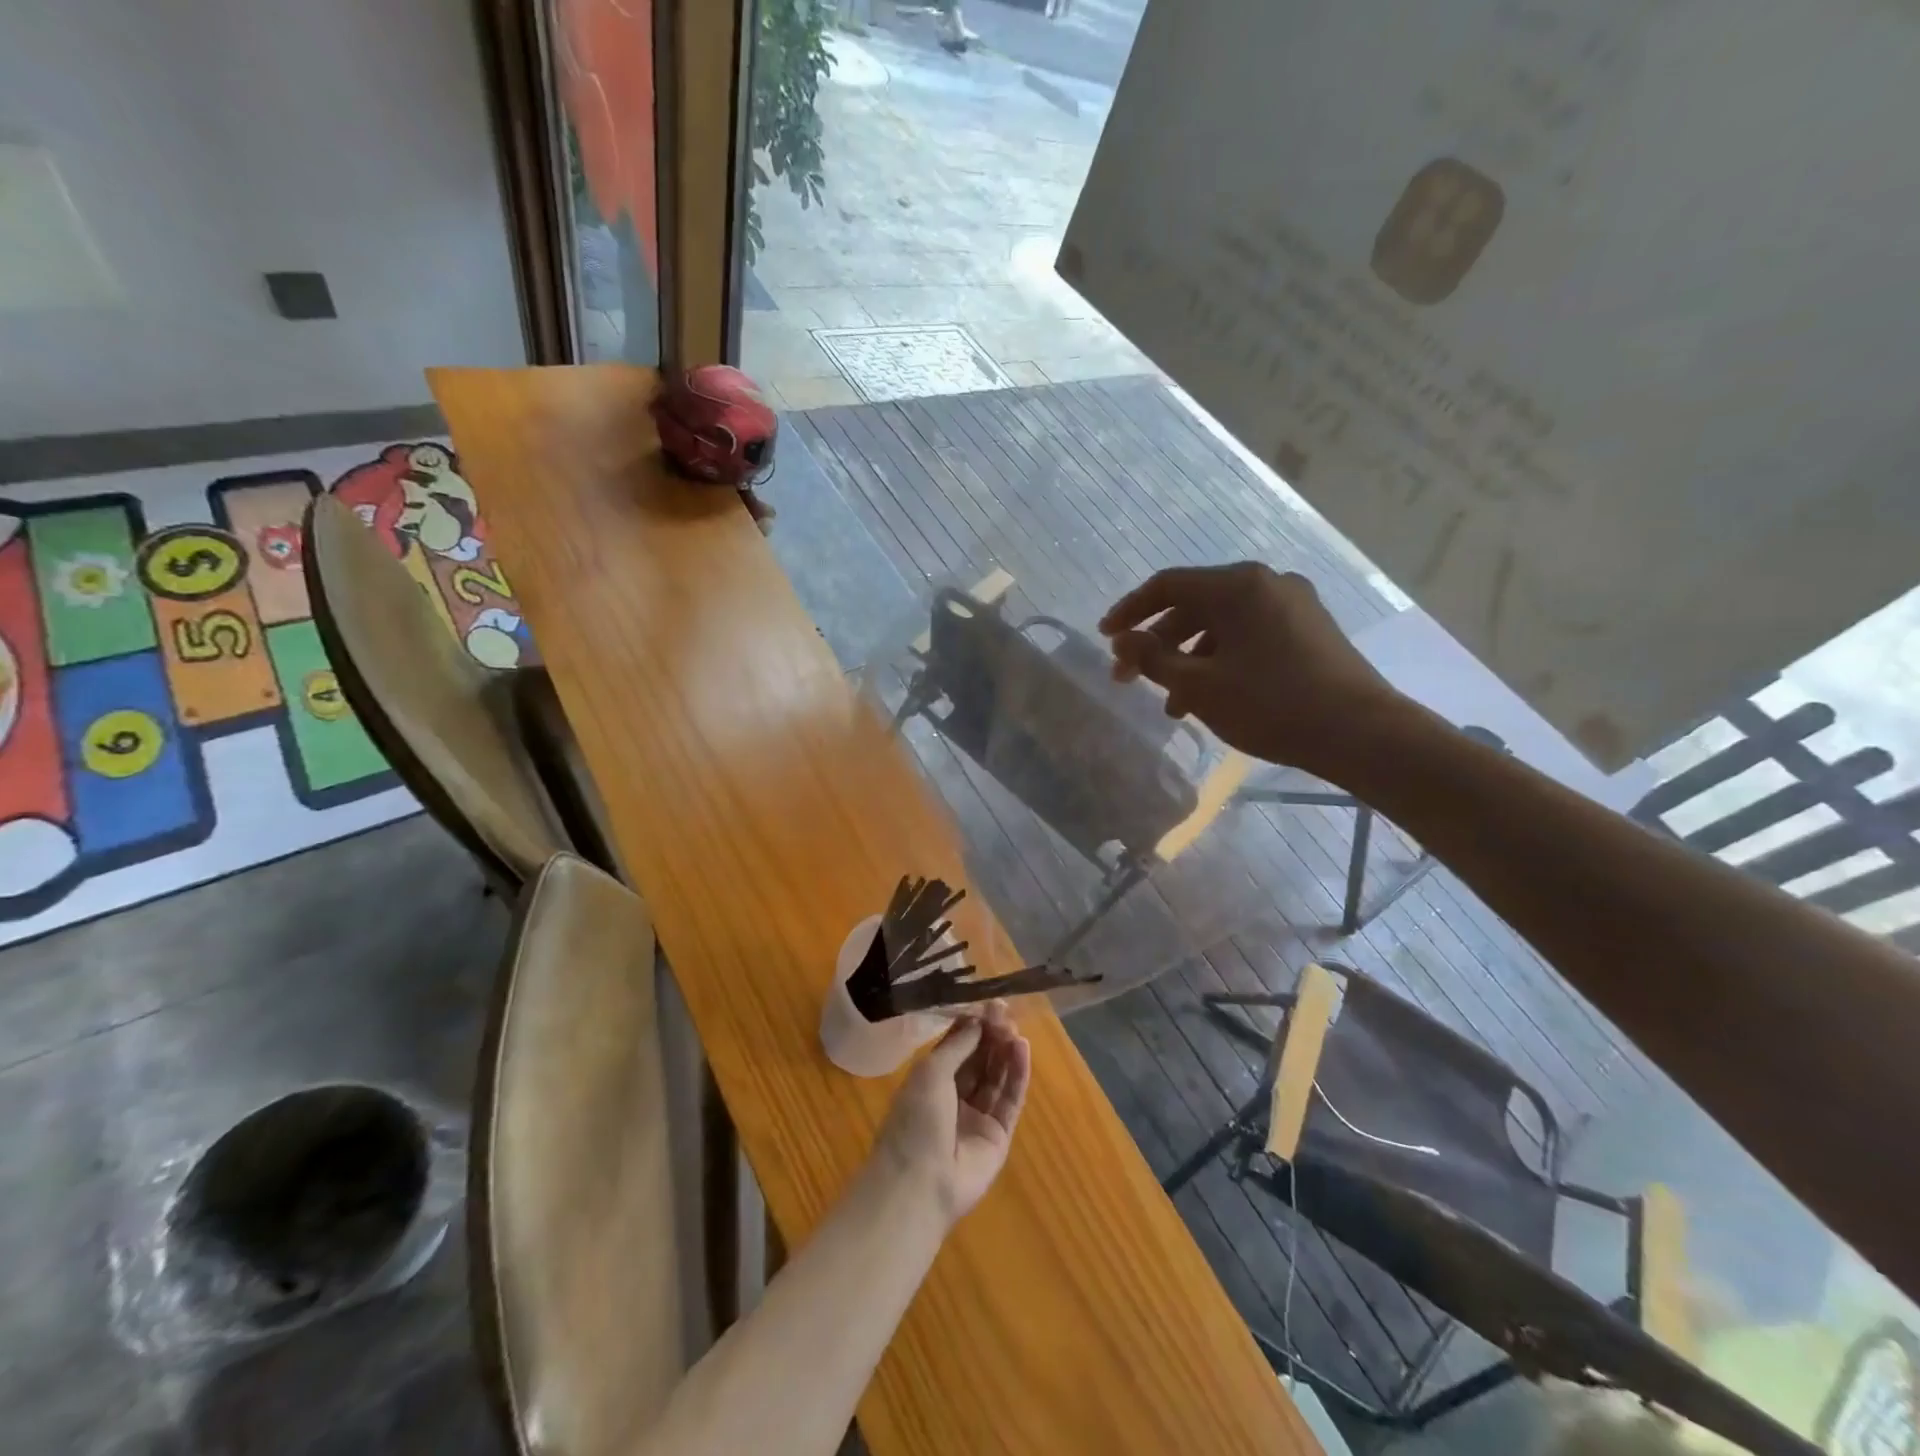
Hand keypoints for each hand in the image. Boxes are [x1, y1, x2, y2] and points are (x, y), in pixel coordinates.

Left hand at [873, 1004, 1031, 1224]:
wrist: (920, 1184)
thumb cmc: (915, 1120)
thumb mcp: (930, 1072)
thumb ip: (957, 1045)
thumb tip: (978, 1021)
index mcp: (930, 1080)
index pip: (956, 1045)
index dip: (972, 1025)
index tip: (989, 1004)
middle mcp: (954, 1096)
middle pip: (979, 1059)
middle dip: (992, 1035)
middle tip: (1006, 1012)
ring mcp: (977, 1116)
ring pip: (996, 1077)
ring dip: (1006, 1051)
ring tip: (1016, 1029)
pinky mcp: (998, 1135)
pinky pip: (1010, 1099)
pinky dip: (1018, 1074)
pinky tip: (1022, 1049)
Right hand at [1100, 562, 1396, 777]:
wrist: (1361, 733)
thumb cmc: (1271, 704)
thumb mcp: (1199, 686)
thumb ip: (1152, 659)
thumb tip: (1123, 640)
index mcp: (1238, 585)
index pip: (1167, 585)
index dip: (1129, 611)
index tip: (1105, 639)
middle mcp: (1266, 583)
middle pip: (1194, 605)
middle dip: (1157, 643)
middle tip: (1130, 679)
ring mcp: (1293, 605)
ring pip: (1222, 625)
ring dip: (1188, 659)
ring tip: (1172, 704)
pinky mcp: (1309, 630)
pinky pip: (1249, 635)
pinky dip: (1221, 660)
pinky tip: (1212, 696)